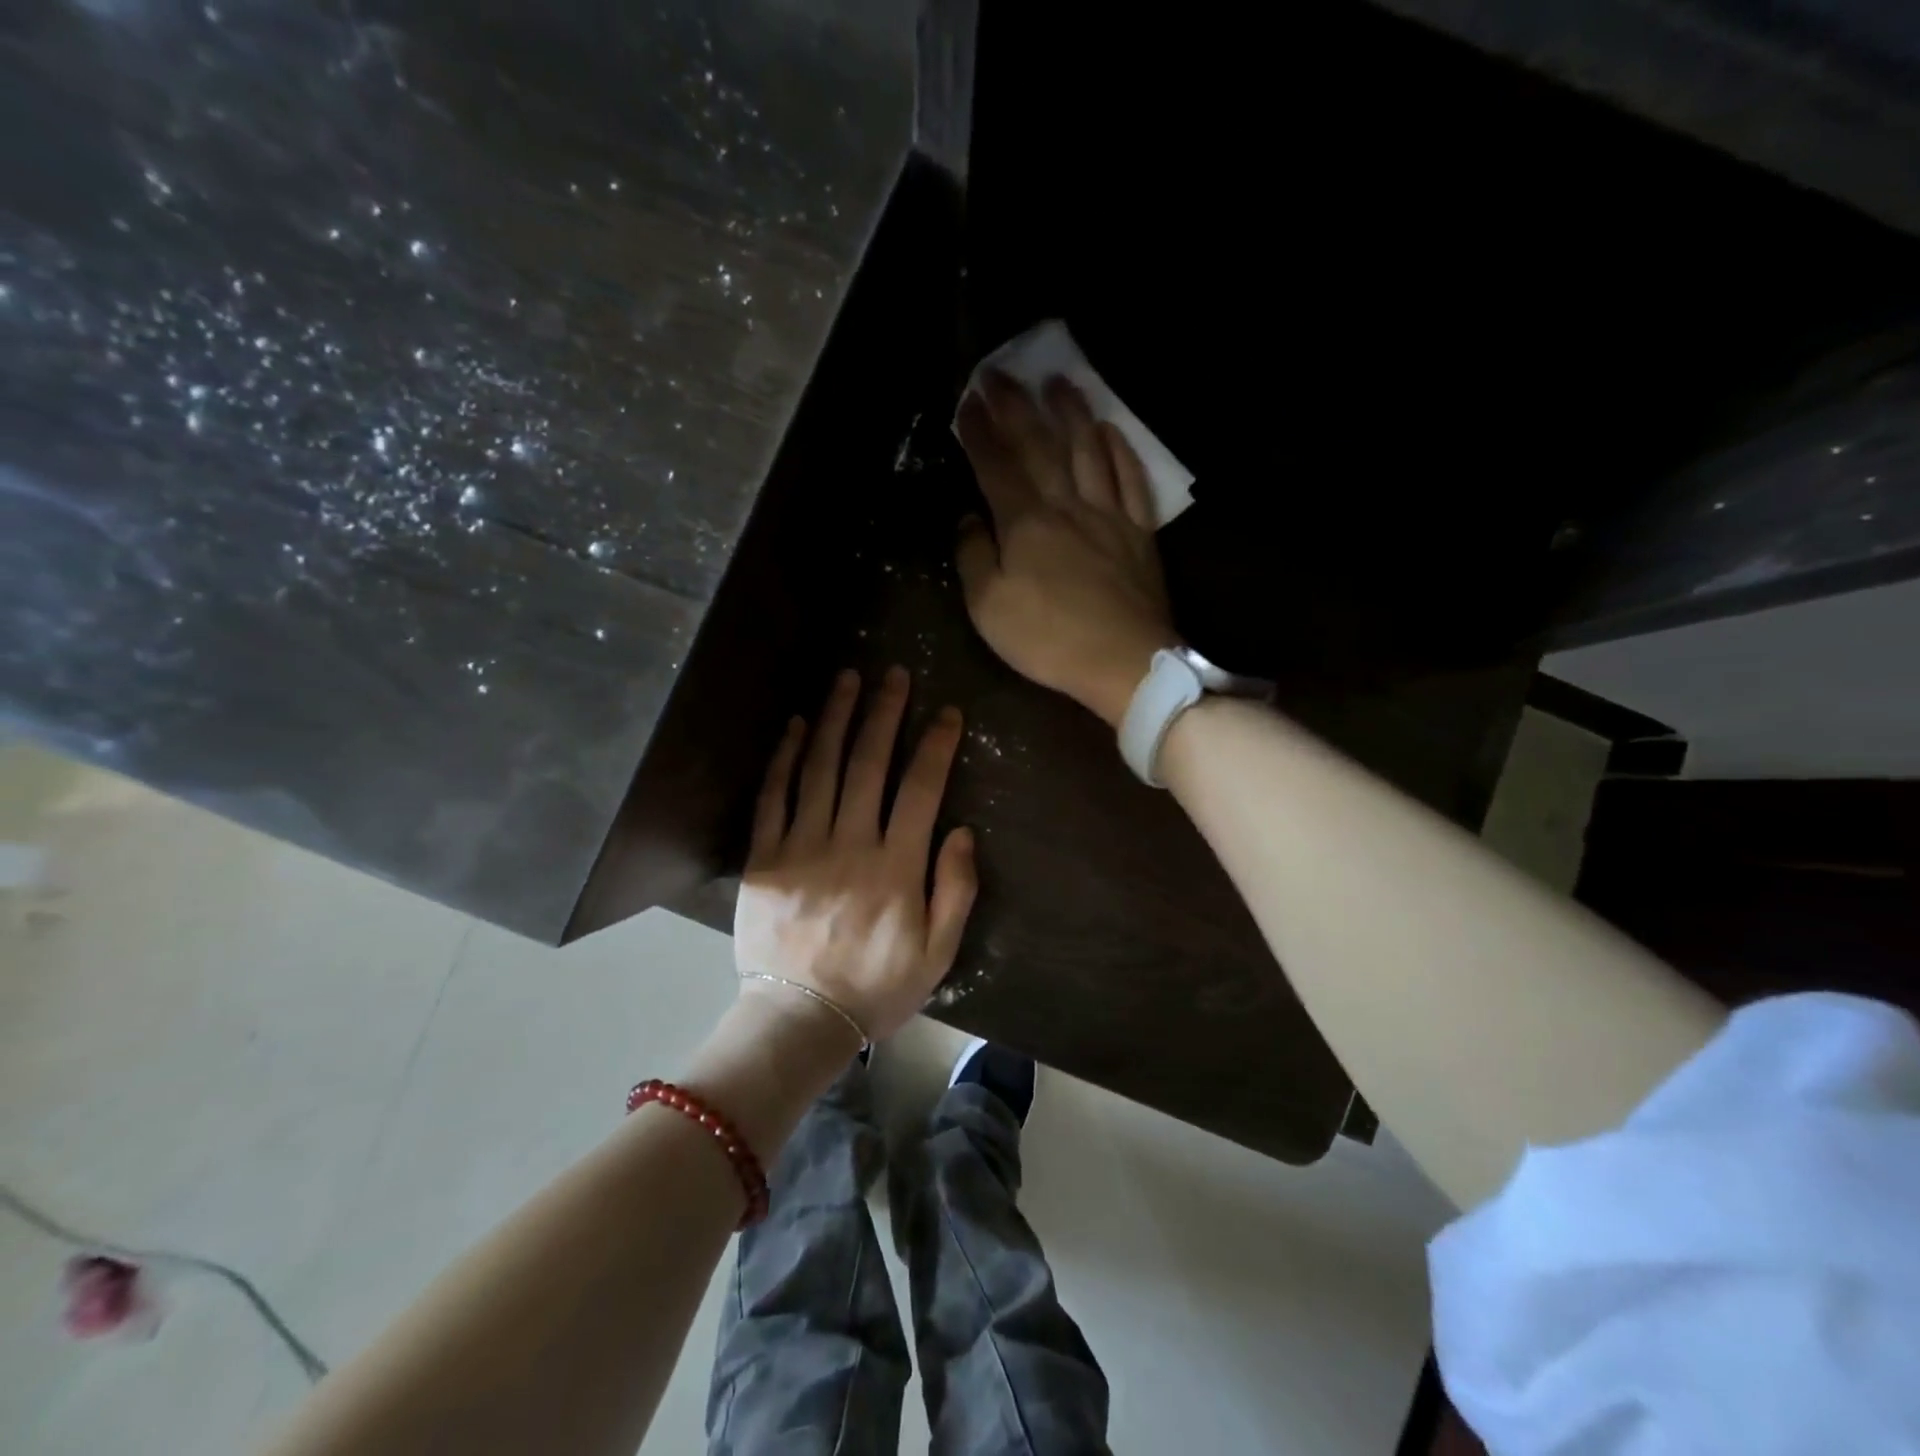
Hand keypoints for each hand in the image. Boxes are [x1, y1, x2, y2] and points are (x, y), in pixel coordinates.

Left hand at [733, 666, 977, 1042]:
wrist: (799, 1019)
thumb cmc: (877, 987)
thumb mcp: (938, 953)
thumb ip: (956, 890)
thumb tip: (961, 830)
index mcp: (896, 866)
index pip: (920, 789)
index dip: (935, 745)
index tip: (946, 711)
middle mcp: (849, 844)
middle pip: (868, 764)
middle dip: (883, 713)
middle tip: (893, 674)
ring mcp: (801, 847)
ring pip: (820, 768)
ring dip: (834, 719)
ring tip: (846, 679)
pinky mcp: (764, 858)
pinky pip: (772, 797)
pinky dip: (784, 758)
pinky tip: (795, 726)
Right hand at [954, 371, 1180, 727]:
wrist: (1123, 662)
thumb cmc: (1049, 639)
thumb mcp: (989, 608)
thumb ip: (974, 557)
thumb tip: (969, 519)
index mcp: (1026, 524)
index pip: (996, 467)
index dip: (979, 433)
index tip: (967, 401)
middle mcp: (1067, 506)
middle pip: (1040, 446)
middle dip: (1017, 407)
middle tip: (1001, 372)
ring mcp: (1108, 515)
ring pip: (1088, 451)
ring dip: (1071, 413)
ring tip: (1058, 382)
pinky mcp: (1138, 533)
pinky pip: (1130, 480)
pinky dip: (1119, 450)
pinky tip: (1109, 430)